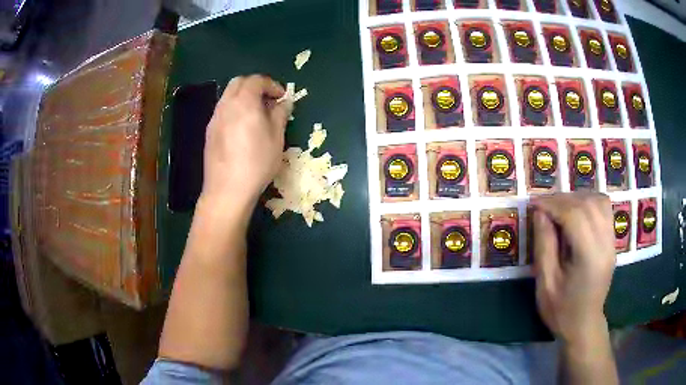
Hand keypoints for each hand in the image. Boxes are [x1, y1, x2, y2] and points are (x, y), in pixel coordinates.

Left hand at [201, 75, 292, 205]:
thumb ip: (280, 114)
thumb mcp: (277, 138)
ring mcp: (215, 118)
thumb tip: (284, 102)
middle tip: (268, 101)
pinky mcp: (209, 131)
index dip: (272, 85)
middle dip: (255, 86)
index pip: (257, 80)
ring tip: (256, 115)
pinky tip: (242, 128)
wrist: (227, 190)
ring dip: (243, 97)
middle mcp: (226, 105)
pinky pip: (223, 110)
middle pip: (239, 82)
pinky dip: (234, 109)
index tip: (282, 97)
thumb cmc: (257, 163)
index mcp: (244, 102)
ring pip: (228, 95)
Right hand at [532, 192, 615, 343]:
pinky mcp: (612, 241)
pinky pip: (604, 209)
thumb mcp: (545, 283)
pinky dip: (589, 202)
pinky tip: (576, 211)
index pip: (574, 215)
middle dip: (562, 199)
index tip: (533, 204)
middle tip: (543, 205)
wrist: (584, 325)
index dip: (552, 204)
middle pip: (587, 204)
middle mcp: (605, 244)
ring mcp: (612, 241)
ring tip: (559, 207)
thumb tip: (540, 213)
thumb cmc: (561, 310)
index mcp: (589, 257)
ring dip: (577, 197)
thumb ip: (544, 245)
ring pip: (598, 201)